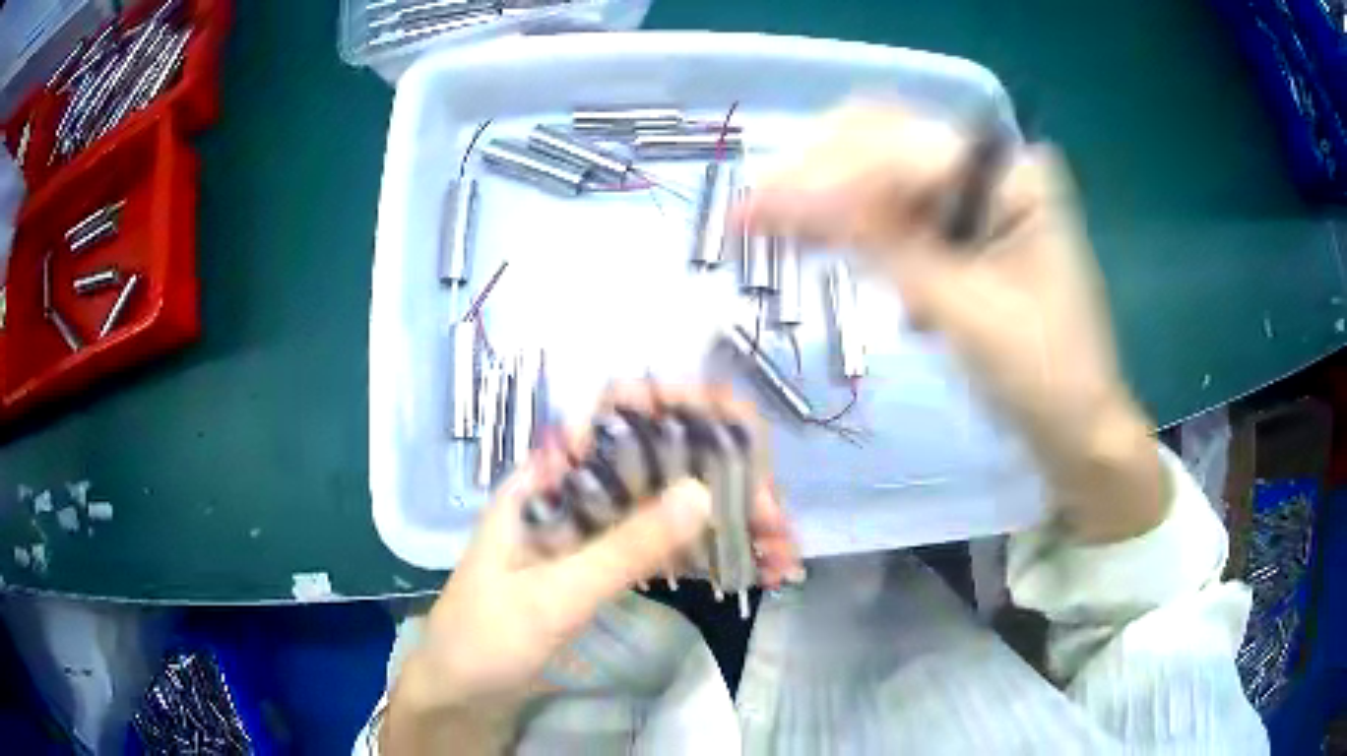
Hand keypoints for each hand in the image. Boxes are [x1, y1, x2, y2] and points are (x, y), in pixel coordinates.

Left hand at [382, 384, 800, 754]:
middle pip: (660, 460)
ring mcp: (594, 529)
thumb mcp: (553, 597)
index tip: (739, 429)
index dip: (679, 406)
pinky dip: (709, 554)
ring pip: (672, 503)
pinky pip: (666, 546)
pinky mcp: (607, 565)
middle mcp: (575, 491)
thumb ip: (622, 548)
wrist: (461, 692)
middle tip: (777, 520)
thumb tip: (702, 491)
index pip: (616, 415)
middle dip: (725, 479)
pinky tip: (753, 568)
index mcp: (547, 479)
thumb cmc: (486, 637)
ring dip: (729, 520)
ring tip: (782, 550)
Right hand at [743, 104, 1163, 542]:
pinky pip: (899, 209)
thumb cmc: (1042, 377)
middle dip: (817, 172)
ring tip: (775, 227)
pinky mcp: (968, 228)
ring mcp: (981, 195)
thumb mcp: (964, 311)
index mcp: (1014, 175)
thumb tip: (790, 200)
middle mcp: (995, 168)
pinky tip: (827, 243)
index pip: (901, 153)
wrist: (1079, 429)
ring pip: (884, 171)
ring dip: (830, 196)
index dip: (824, 177)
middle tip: (754, 213)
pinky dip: (859, 226)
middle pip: (887, 142)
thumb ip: (884, 248)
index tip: (753, 211)